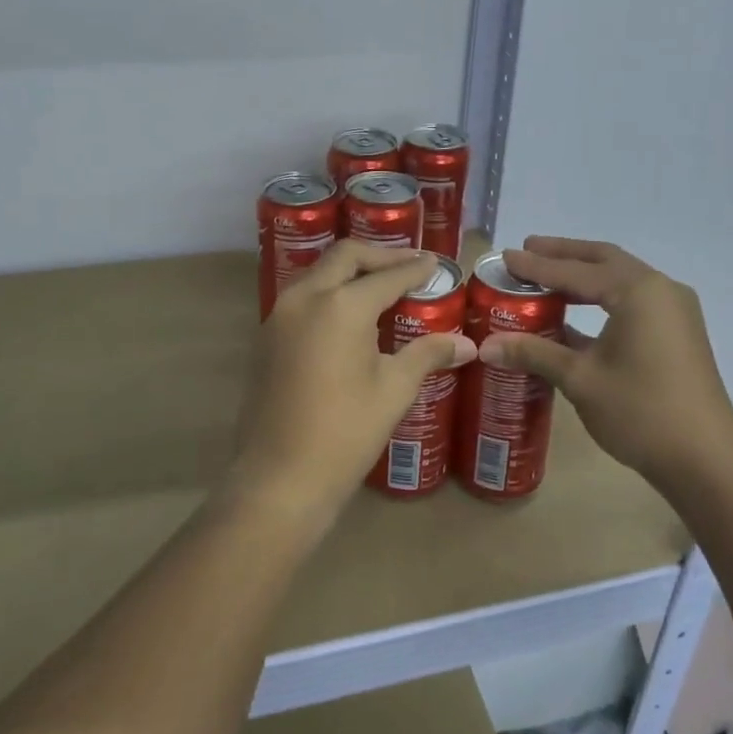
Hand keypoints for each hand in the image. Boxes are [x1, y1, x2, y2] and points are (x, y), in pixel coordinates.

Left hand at [226, 242, 476, 529]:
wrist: (279, 478)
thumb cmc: (345, 433)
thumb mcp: (393, 390)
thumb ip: (427, 355)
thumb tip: (466, 345)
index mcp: (340, 306)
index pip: (386, 276)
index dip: (414, 268)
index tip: (434, 263)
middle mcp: (305, 298)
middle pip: (345, 257)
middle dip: (379, 256)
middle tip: (409, 264)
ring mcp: (278, 316)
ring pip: (318, 273)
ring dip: (350, 271)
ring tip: (381, 285)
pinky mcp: (266, 337)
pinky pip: (302, 297)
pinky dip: (329, 292)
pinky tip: (349, 315)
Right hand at [478, 237, 732, 487]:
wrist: (706, 460)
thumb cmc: (641, 412)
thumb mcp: (580, 379)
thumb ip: (534, 353)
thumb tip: (485, 345)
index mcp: (637, 291)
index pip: (576, 271)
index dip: (536, 266)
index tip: (505, 257)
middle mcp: (659, 290)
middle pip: (603, 260)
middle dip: (564, 255)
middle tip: (527, 251)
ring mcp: (673, 311)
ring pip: (620, 279)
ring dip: (583, 275)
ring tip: (546, 276)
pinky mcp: (677, 333)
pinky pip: (632, 301)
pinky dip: (601, 298)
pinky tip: (574, 314)